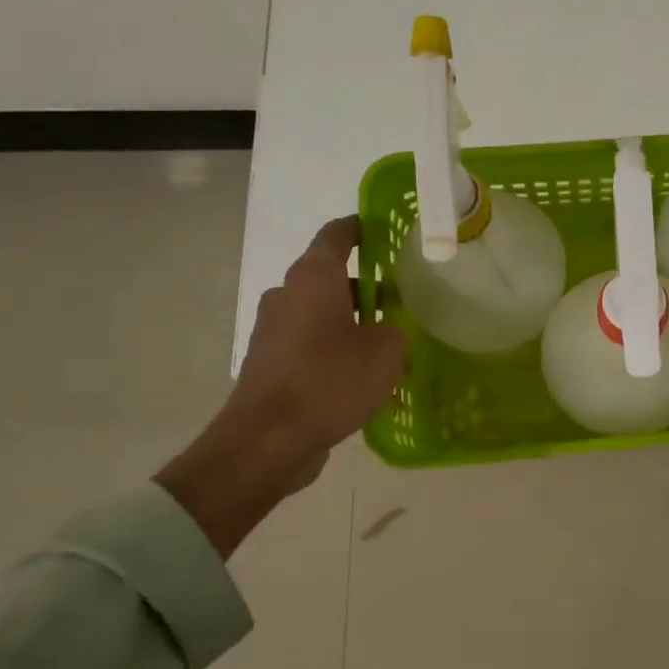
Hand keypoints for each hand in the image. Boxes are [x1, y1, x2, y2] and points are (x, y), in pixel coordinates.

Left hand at [158, 216, 406, 556]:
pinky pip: (310, 345)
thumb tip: (386, 331)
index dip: (359, 227)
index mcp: (313, 279)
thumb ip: (395, 331)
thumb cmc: (330, 381)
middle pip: (329, 277)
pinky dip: (335, 350)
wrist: (267, 440)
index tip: (382, 229)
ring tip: (387, 344)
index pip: (335, 235)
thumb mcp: (386, 351)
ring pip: (320, 314)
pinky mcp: (270, 365)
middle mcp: (287, 296)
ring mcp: (273, 332)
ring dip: (350, 322)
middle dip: (364, 286)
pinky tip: (361, 377)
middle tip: (401, 300)